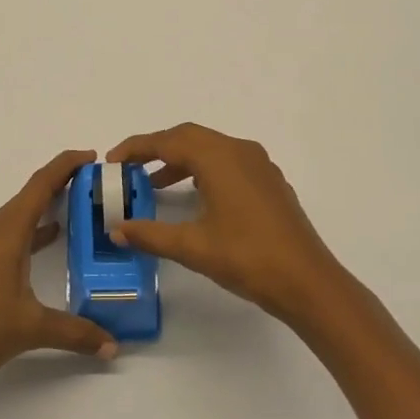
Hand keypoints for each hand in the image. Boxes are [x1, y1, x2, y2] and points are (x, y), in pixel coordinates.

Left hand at [0, 149, 118, 388]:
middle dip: (59, 188)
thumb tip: (112, 346)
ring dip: (42, 212)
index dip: (66, 165)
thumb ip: (75, 332)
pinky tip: (40, 248)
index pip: (41, 184)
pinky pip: (3, 235)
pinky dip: (26, 234)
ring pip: (14, 218)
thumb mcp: (31, 328)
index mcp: (6, 230)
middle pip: (29, 197)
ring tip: (73, 215)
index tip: (91, 156)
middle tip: (92, 189)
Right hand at [104, 123, 341, 324]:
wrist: (308, 281)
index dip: (137, 148)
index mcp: (219, 157)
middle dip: (157, 148)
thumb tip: (116, 229)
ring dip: (180, 159)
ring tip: (154, 184)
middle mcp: (239, 151)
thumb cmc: (248, 258)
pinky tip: (195, 196)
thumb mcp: (193, 247)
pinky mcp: (269, 181)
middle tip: (130, 168)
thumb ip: (150, 234)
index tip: (112, 161)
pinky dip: (203, 169)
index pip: (168, 141)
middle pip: (189, 137)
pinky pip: (228, 161)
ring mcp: (259, 164)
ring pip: (210, 148)